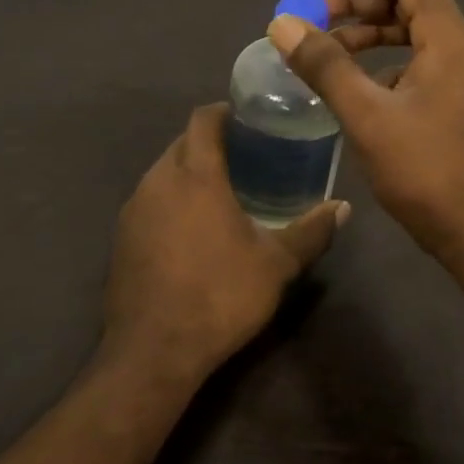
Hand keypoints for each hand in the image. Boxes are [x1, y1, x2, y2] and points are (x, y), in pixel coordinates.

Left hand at [101, 104, 345, 389]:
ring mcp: (133, 210)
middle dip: (210, 143)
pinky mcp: (121, 238)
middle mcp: (157, 182)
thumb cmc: (220, 295)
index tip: (250, 121)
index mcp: (195, 175)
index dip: (225, 112)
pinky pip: (149, 201)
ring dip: (188, 173)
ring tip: (222, 192)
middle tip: (247, 158)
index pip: (202, 119)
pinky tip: (192, 230)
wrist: (154, 350)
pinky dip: (171, 201)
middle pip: (181, 143)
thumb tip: (343, 208)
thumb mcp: (277, 264)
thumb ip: (311, 231)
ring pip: (162, 172)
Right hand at [268, 0, 463, 261]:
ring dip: (373, 30)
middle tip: (317, 13)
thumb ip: (325, 65)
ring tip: (328, 43)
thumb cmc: (426, 171)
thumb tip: (282, 23)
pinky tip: (359, 82)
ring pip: (419, 31)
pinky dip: (389, 59)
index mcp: (452, 39)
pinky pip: (425, 60)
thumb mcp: (367, 116)